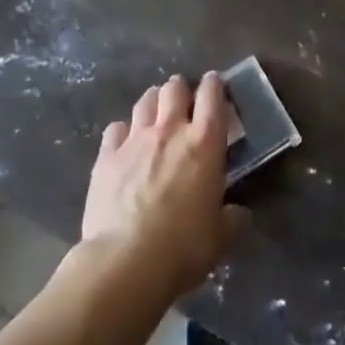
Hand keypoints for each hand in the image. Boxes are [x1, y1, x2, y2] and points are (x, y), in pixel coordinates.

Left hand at [82, 74, 242, 299]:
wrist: (125, 261)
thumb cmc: (184, 247)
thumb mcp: (221, 236)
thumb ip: (233, 218)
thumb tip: (239, 213)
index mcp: (205, 142)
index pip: (212, 95)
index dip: (215, 84)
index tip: (215, 83)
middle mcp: (170, 130)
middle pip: (175, 89)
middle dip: (181, 88)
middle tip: (184, 99)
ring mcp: (134, 140)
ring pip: (145, 101)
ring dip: (154, 101)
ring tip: (156, 111)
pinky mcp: (106, 157)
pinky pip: (115, 129)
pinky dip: (123, 130)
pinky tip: (124, 140)